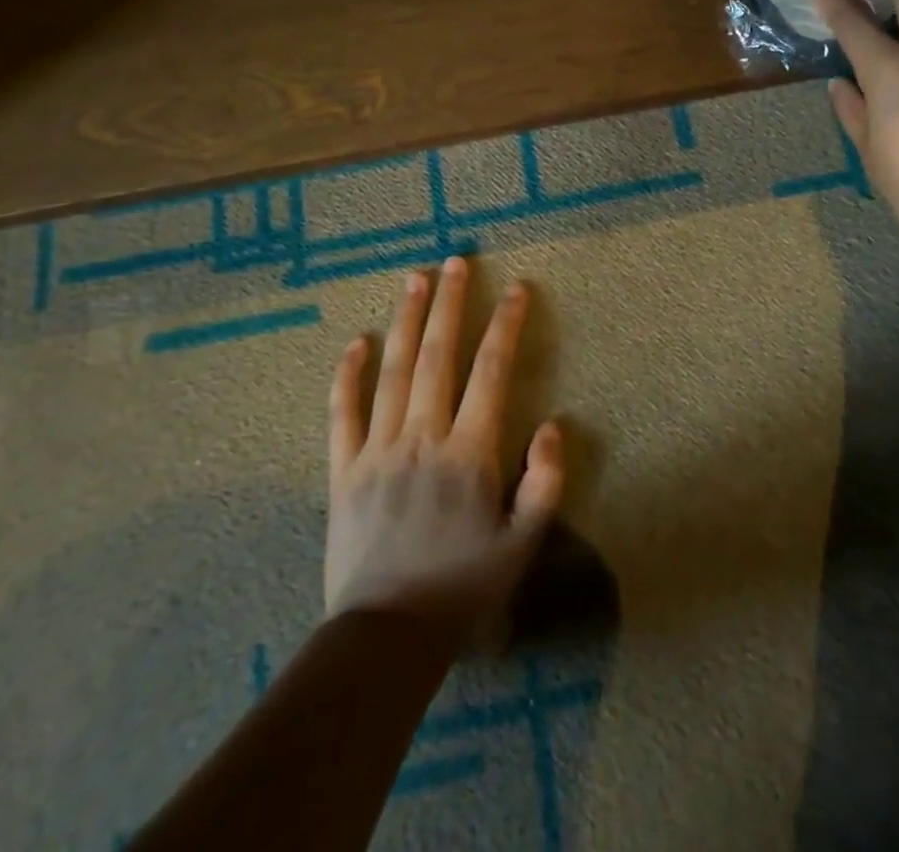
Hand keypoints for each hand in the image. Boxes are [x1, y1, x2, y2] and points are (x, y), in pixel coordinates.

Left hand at [324, 256, 564, 646]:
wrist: (386, 637)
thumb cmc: (462, 588)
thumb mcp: (522, 544)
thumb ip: (545, 482)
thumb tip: (555, 425)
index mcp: (469, 452)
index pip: (491, 371)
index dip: (506, 325)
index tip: (517, 288)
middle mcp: (423, 436)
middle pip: (438, 355)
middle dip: (450, 303)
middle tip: (455, 260)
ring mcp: (378, 449)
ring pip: (393, 370)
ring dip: (406, 320)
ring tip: (413, 278)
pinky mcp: (344, 469)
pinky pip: (343, 412)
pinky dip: (348, 375)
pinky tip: (356, 342)